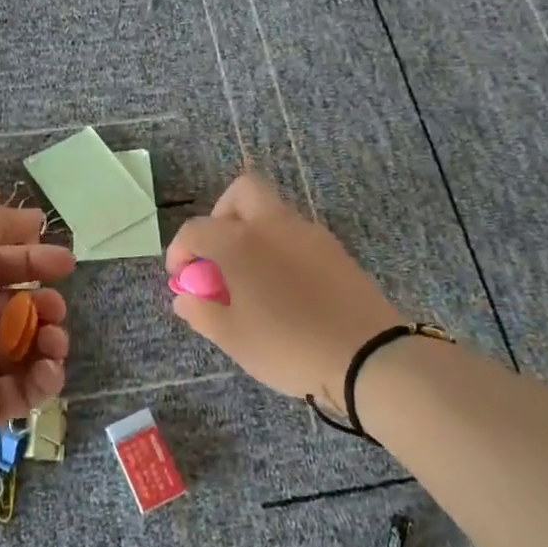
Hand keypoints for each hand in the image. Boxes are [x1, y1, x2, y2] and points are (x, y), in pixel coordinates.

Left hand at [0, 206, 73, 489]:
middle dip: (45, 302)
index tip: (65, 263)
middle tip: (53, 308)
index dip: (33, 260)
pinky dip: (44, 378)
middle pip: (18, 306)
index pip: (1, 264)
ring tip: (52, 340)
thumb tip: (35, 219)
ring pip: (27, 348)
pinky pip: (25, 390)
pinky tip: (48, 369)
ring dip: (50, 338)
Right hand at [166, 173, 400, 408]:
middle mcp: (273, 225)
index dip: (179, 251)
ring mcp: (308, 233)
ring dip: (252, 231)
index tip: (181, 278)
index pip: (196, 230)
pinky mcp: (334, 249)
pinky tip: (283, 286)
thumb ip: (201, 312)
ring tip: (250, 277)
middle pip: (242, 190)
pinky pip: (296, 233)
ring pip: (272, 211)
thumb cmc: (288, 346)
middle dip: (221, 214)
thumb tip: (184, 298)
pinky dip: (279, 246)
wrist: (368, 356)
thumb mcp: (233, 338)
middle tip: (219, 253)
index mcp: (240, 242)